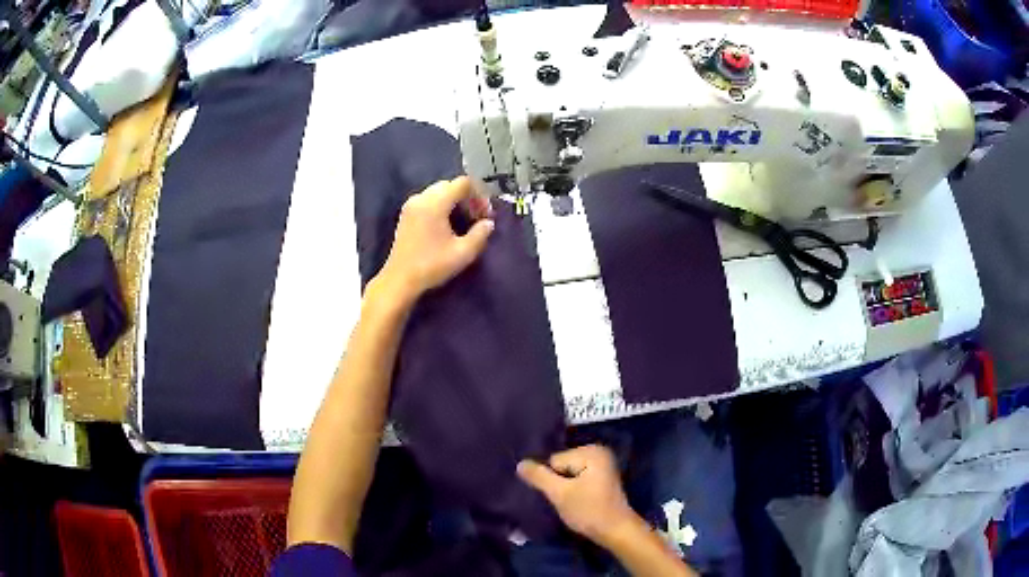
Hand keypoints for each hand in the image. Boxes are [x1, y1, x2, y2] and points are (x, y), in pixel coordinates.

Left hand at [376, 177, 493, 302]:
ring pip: (439, 192)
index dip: (479, 195)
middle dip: (467, 198)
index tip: (485, 215)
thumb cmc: (431, 266)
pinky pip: (428, 200)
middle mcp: (422, 198)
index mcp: (435, 203)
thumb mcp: (463, 253)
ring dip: (454, 202)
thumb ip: (480, 234)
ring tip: (463, 222)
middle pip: (450, 185)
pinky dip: (441, 206)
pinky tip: (447, 225)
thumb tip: (488, 223)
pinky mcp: (406, 214)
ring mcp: (411, 205)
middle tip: (477, 218)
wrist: (399, 280)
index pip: (463, 183)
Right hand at [517, 445, 637, 546]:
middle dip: (559, 483)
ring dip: (566, 488)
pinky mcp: (602, 477)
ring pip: (568, 474)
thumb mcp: (560, 494)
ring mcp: (602, 464)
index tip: (563, 495)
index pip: (554, 461)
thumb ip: (539, 477)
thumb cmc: (588, 510)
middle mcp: (598, 452)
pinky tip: (580, 501)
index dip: (553, 480)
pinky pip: (578, 478)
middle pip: (561, 465)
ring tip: (574, 502)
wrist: (615, 531)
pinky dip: (575, 489)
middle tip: (569, 500)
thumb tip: (520, 463)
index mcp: (591, 451)